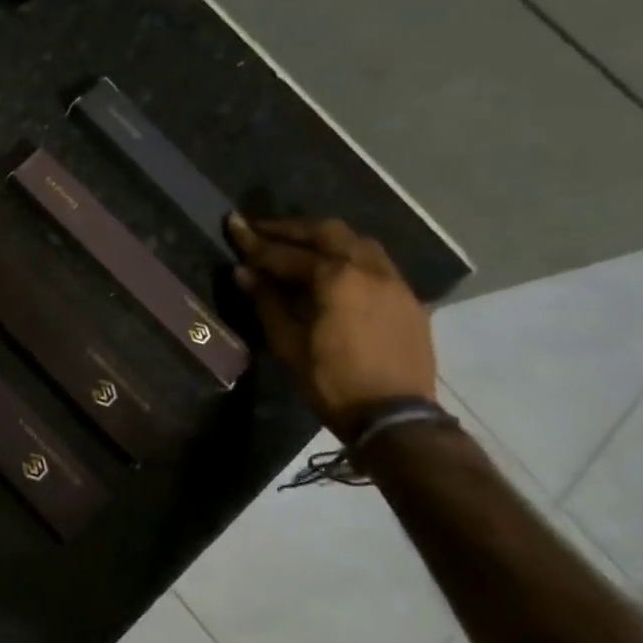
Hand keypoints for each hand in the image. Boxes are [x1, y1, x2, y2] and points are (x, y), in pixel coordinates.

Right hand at [227, 215, 434, 440]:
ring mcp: (394, 283)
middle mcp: (369, 269)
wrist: (396, 418)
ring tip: (301, 248)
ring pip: (358, 243)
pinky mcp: (408, 300)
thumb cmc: (332, 381)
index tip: (233, 224)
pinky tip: (335, 274)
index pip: (286, 253)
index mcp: (336, 278)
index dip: (255, 241)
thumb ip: (266, 301)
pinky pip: (377, 264)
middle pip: (328, 232)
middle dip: (293, 229)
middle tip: (265, 231)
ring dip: (326, 240)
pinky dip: (350, 258)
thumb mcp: (288, 343)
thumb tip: (243, 271)